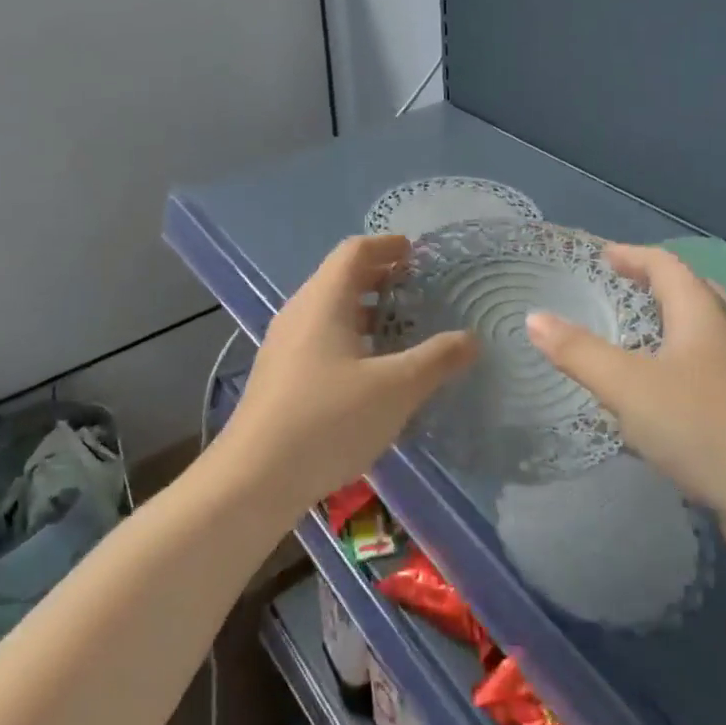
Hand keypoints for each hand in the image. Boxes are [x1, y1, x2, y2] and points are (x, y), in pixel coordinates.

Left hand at [223, 235, 476, 518]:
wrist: (254, 478)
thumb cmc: (328, 419)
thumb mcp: (395, 389)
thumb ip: (436, 360)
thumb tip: (471, 339)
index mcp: (323, 301)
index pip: (354, 252)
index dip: (386, 246)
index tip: (414, 251)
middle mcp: (299, 313)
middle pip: (340, 278)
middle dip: (379, 277)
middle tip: (416, 287)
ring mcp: (284, 346)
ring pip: (329, 311)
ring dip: (364, 311)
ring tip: (400, 328)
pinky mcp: (279, 377)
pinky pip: (320, 339)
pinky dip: (350, 338)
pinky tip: (370, 370)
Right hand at [525, 244, 725, 558]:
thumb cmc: (701, 427)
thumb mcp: (628, 387)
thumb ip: (578, 352)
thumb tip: (533, 317)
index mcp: (703, 315)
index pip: (667, 266)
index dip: (634, 255)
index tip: (603, 256)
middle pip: (694, 290)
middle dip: (657, 282)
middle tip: (624, 286)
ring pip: (705, 329)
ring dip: (671, 320)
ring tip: (638, 332)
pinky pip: (708, 362)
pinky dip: (680, 356)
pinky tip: (662, 388)